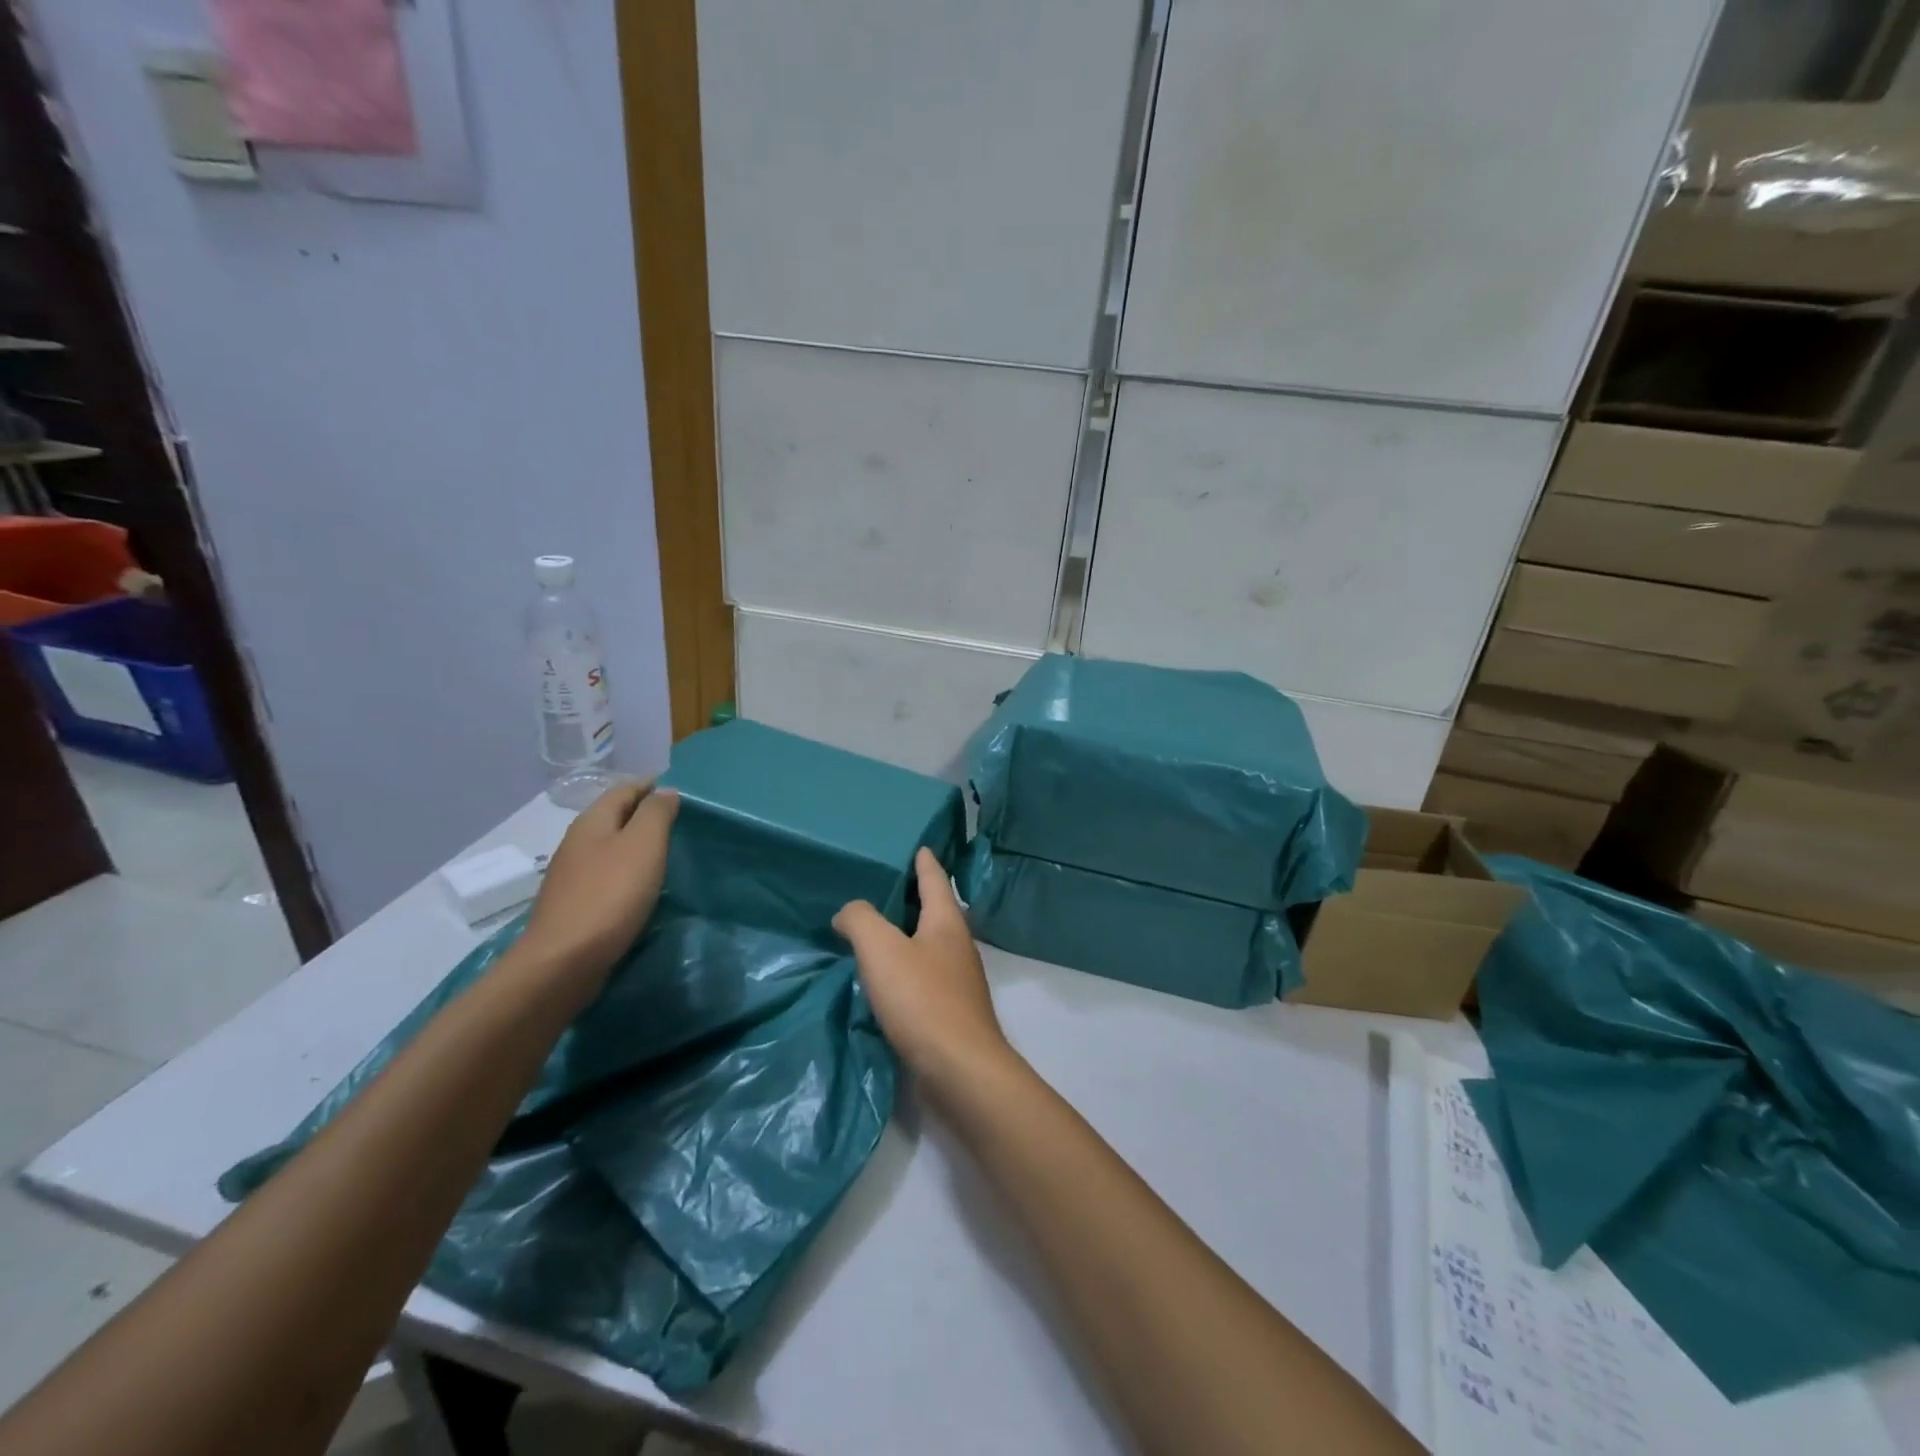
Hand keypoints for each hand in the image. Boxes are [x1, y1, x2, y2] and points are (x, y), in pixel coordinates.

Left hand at [520, 781, 678, 986]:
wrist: (563, 963)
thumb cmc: (610, 896)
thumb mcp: (643, 845)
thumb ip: (656, 813)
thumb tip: (665, 791)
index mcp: (592, 822)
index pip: (625, 789)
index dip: (653, 785)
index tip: (683, 792)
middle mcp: (578, 842)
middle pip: (615, 816)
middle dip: (646, 813)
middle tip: (682, 822)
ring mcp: (573, 875)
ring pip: (611, 847)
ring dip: (637, 845)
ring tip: (669, 852)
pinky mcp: (575, 904)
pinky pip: (607, 875)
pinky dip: (628, 872)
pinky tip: (644, 886)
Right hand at [834, 848, 1013, 1093]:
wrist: (959, 1070)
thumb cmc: (922, 1000)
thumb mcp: (882, 950)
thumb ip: (860, 920)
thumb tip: (848, 913)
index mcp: (947, 922)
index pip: (935, 879)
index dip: (925, 861)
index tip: (918, 845)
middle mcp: (957, 945)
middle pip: (935, 910)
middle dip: (912, 897)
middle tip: (881, 886)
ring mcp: (957, 980)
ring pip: (928, 944)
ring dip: (906, 935)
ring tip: (874, 931)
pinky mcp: (950, 1011)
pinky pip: (923, 976)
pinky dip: (904, 968)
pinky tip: (883, 979)